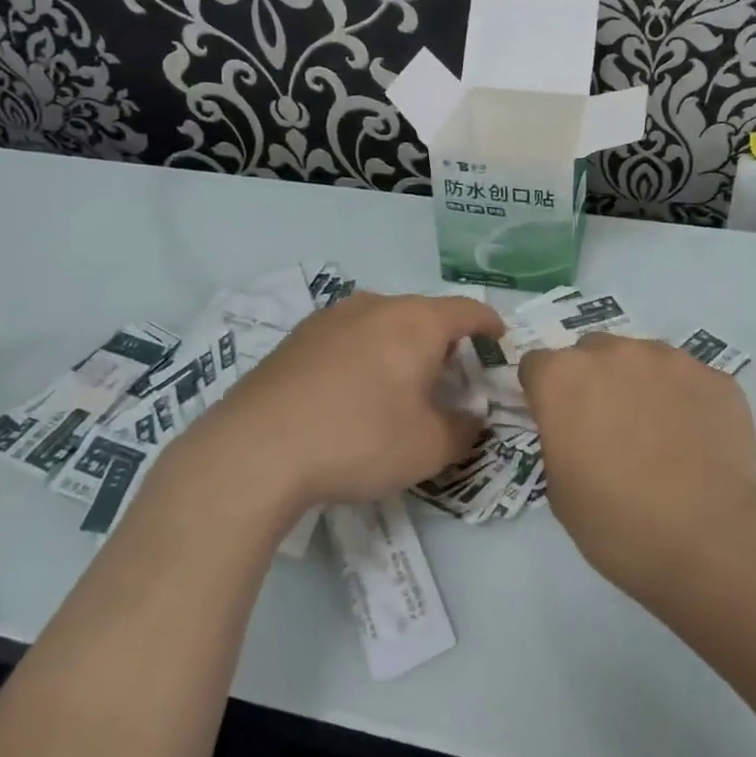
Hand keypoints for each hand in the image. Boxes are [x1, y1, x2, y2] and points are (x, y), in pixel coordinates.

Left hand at [185, 292, 502, 511]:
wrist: (256, 450)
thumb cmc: (359, 439)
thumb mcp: (428, 447)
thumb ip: (463, 430)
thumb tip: (470, 418)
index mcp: (415, 322)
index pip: (467, 310)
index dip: (489, 324)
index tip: (499, 339)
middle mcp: (375, 306)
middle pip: (423, 315)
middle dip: (444, 342)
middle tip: (451, 378)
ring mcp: (330, 318)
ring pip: (382, 323)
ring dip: (401, 347)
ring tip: (400, 385)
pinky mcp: (297, 338)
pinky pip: (348, 337)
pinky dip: (365, 355)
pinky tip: (352, 392)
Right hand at [520, 334, 755, 592]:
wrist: (709, 538)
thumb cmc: (618, 523)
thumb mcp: (560, 491)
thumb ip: (559, 443)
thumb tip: (577, 435)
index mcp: (563, 378)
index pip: (536, 366)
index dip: (544, 393)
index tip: (557, 422)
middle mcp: (613, 353)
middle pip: (591, 352)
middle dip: (593, 380)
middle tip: (609, 428)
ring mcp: (669, 359)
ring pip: (644, 359)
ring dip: (641, 384)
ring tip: (660, 434)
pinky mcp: (714, 376)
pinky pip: (690, 381)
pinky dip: (687, 401)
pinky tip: (697, 442)